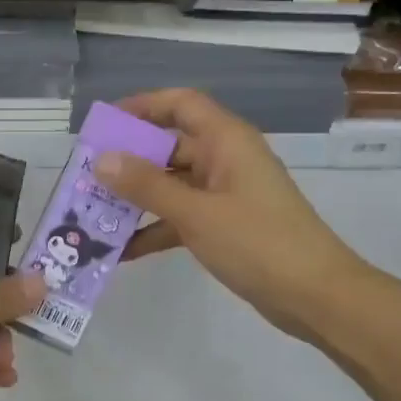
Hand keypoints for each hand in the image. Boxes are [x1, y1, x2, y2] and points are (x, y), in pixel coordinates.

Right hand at [96, 89, 363, 345]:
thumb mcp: (195, 213)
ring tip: (93, 215)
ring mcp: (225, 194)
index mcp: (226, 141)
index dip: (142, 106)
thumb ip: (147, 185)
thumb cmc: (258, 243)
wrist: (315, 295)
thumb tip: (101, 159)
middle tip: (86, 178)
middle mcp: (225, 159)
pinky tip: (121, 252)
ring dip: (137, 199)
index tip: (103, 125)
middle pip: (169, 146)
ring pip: (172, 185)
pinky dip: (155, 229)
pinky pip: (181, 217)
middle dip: (128, 161)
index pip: (180, 105)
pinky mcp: (225, 226)